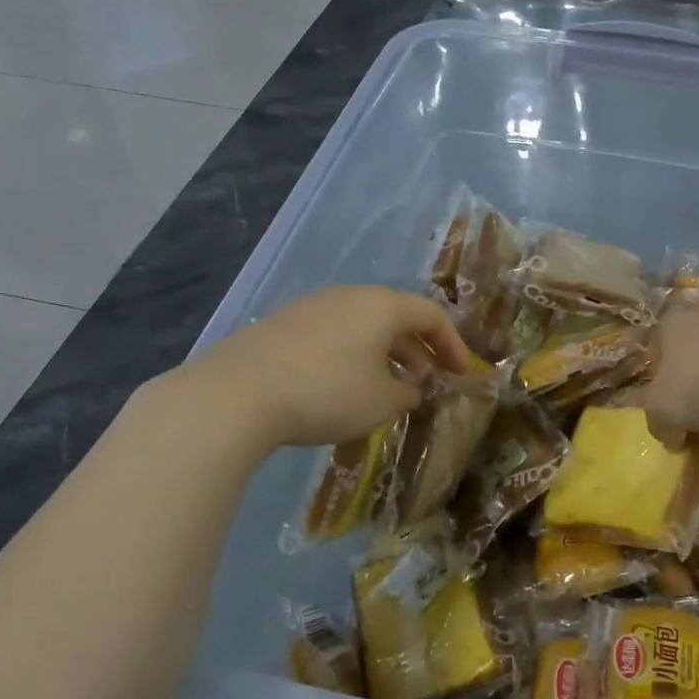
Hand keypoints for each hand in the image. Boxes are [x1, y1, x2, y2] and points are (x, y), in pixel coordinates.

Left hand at [154, 286, 470, 449]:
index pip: (431, 315)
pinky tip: (344, 387)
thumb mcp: (382, 401)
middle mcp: (349, 297)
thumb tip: (411, 388)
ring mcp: (312, 307)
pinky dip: (352, 357)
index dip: (452, 344)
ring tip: (388, 387)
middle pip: (395, 316)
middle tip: (427, 379)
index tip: (460, 373)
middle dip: (417, 349)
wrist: (238, 394)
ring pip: (362, 326)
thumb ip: (407, 393)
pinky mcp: (283, 326)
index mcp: (382, 306)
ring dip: (384, 354)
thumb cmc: (328, 392)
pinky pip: (333, 336)